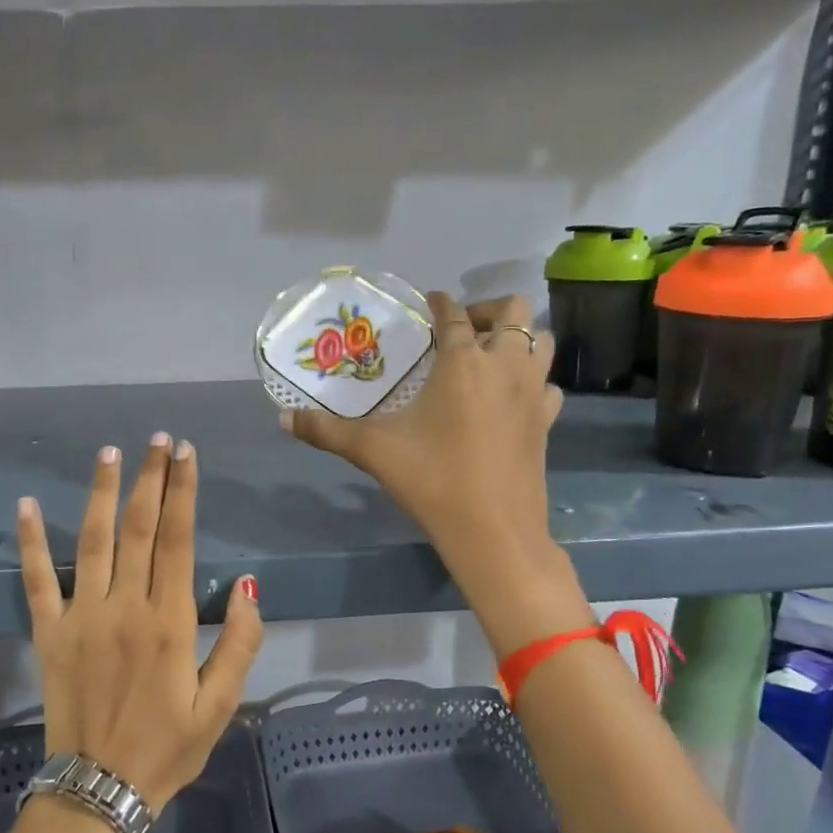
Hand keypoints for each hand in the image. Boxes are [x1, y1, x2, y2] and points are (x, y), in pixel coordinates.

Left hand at [16, 433, 263, 812]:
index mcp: (170, 621)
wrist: (99, 791)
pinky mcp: (49, 632)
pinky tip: (26, 504)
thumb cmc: (167, 747)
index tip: (185, 453)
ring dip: (101, 492)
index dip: (183, 491)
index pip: (179, 539)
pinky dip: (31, 541)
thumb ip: (241, 644)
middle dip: (150, 478)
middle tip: (156, 438)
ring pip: (92, 540)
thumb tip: (251, 587)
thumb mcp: (221, 705)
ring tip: (109, 452)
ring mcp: (82, 616)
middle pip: (139, 528)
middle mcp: (125, 606)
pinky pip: (38, 579)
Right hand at [281, 293, 568, 584]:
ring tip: (490, 356)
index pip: (454, 313)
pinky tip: (512, 399)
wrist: (493, 530)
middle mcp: (504, 365)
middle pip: (516, 310)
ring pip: (543, 341)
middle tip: (464, 329)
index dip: (440, 302)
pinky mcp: (547, 420)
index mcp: (463, 361)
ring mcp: (532, 392)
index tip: (429, 302)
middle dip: (490, 309)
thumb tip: (284, 419)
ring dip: (519, 339)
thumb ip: (326, 431)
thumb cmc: (432, 479)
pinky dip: (534, 380)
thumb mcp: (372, 450)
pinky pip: (548, 384)